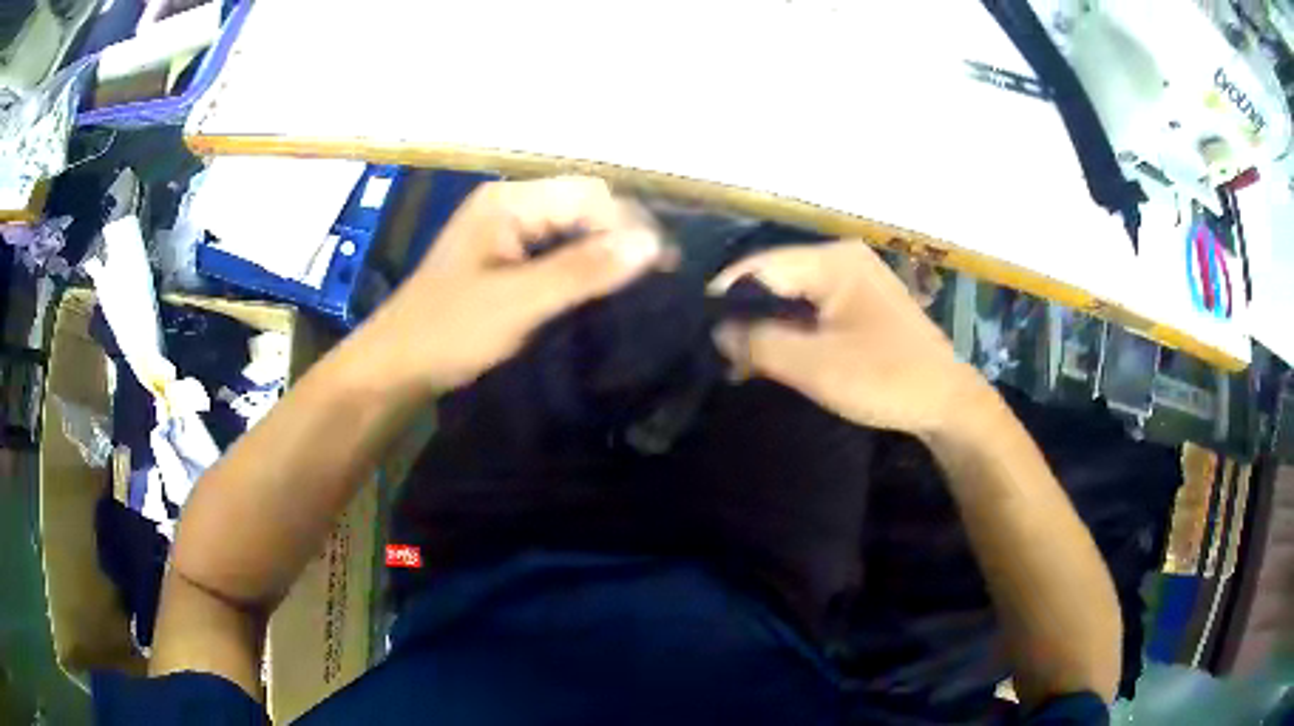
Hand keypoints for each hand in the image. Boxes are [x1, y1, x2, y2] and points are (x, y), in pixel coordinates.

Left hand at [359, 177, 665, 393]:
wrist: (395, 368)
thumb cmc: (447, 331)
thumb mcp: (518, 301)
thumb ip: (583, 270)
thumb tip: (652, 244)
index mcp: (508, 201)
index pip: (589, 195)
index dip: (631, 225)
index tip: (667, 267)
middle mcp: (510, 205)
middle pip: (583, 207)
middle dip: (622, 238)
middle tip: (658, 281)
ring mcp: (506, 233)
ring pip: (573, 231)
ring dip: (605, 255)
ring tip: (642, 288)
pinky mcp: (506, 260)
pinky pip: (557, 253)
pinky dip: (584, 270)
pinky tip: (604, 292)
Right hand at [710, 240, 987, 435]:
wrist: (947, 403)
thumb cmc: (885, 379)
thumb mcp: (815, 365)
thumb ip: (759, 343)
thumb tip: (717, 331)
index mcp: (833, 261)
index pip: (760, 266)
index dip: (725, 297)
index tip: (697, 332)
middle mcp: (842, 259)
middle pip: (776, 278)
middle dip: (746, 315)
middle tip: (716, 353)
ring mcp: (854, 280)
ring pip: (792, 296)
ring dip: (767, 327)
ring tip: (738, 362)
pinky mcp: (860, 303)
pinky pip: (813, 309)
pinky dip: (791, 331)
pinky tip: (772, 357)